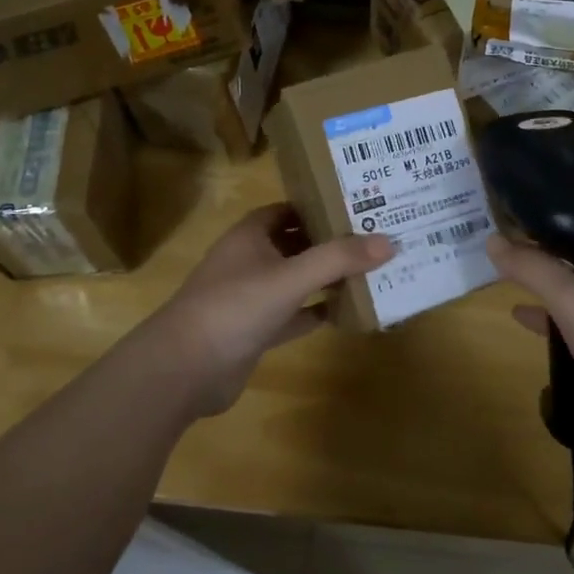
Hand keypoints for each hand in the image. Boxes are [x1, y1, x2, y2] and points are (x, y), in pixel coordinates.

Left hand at [142, 205, 392, 417]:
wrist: (185, 369)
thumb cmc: (235, 307)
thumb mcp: (290, 277)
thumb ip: (337, 259)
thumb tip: (389, 241)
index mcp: (251, 234)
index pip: (290, 209)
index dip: (321, 205)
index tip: (359, 205)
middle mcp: (251, 259)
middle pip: (297, 243)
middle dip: (331, 242)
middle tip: (376, 238)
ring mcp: (252, 296)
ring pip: (297, 279)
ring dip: (327, 277)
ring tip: (372, 271)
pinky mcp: (256, 330)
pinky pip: (295, 314)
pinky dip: (317, 312)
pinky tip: (348, 311)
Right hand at [486, 228, 573, 457]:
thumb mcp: (570, 301)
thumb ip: (530, 268)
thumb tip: (492, 240)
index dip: (549, 215)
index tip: (513, 215)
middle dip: (543, 250)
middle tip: (504, 245)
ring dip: (550, 281)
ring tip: (508, 276)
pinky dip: (561, 312)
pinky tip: (525, 316)